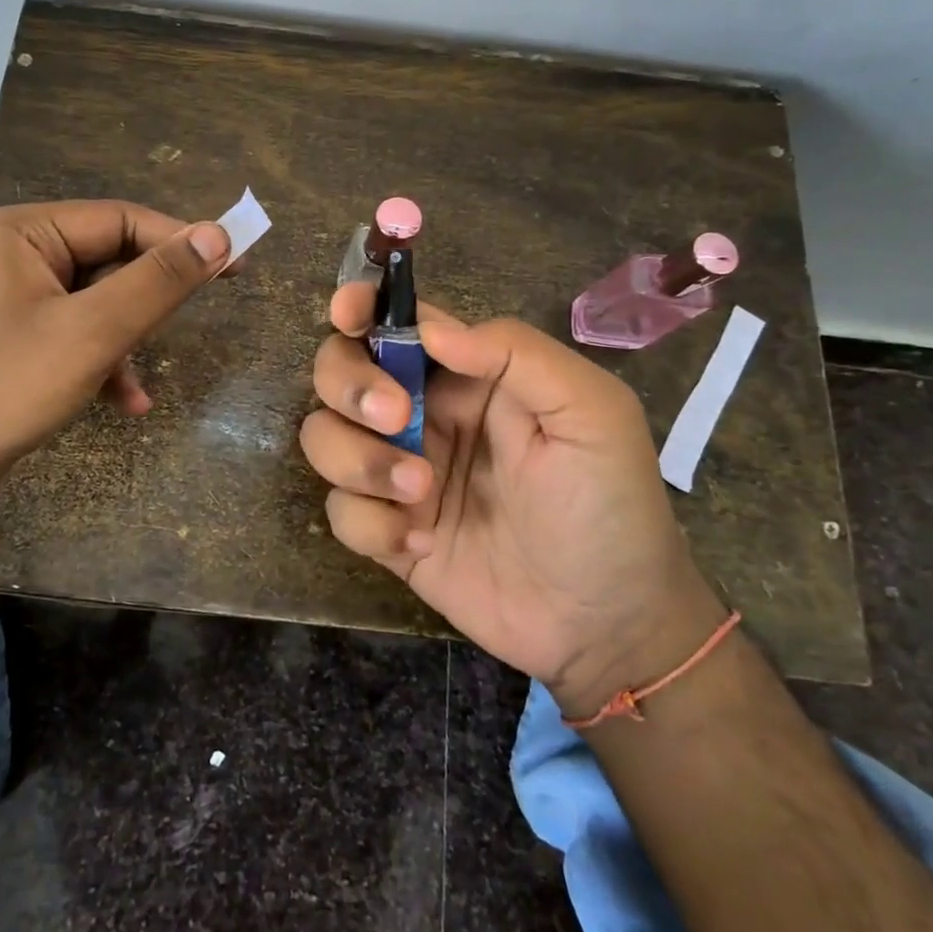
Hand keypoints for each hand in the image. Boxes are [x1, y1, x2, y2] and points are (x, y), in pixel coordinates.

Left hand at [0, 200, 231, 533]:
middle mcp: (15, 254)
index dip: (181, 241)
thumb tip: (218, 235)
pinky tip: (124, 403)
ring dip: (127, 341)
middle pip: (109, 261)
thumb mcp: (93, 331)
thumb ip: (159, 280)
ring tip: (138, 385)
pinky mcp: (12, 339)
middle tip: (194, 318)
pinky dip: (103, 363)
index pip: (121, 220)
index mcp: (24, 232)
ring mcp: (10, 299)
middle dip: (146, 302)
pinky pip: (75, 335)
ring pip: (96, 304)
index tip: (235, 265)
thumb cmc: (3, 387)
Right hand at [300, 284, 722, 716]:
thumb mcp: (590, 413)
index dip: (360, 306)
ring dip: (360, 460)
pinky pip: (340, 510)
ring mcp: (398, 471)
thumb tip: (430, 329)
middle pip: (339, 371)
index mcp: (466, 373)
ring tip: (422, 493)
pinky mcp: (385, 530)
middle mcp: (422, 413)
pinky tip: (422, 543)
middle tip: (395, 418)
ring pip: (324, 437)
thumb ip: (515, 353)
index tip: (346, 314)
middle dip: (351, 386)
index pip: (396, 322)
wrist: (606, 625)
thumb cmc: (608, 505)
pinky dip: (370, 524)